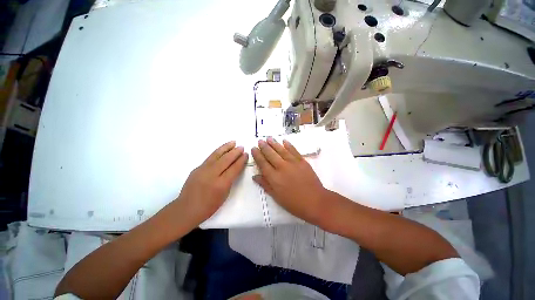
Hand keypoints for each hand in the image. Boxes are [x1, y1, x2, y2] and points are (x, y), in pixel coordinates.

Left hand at [177, 141, 247, 225]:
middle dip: (235, 152)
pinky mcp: (197, 168)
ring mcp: (203, 170)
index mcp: (221, 184)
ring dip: (226, 148)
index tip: (246, 154)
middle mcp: (212, 174)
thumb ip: (230, 180)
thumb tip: (235, 168)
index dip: (241, 160)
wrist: (187, 209)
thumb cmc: (209, 206)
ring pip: (217, 155)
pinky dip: (218, 152)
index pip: (234, 168)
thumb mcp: (225, 195)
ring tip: (233, 142)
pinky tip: (222, 150)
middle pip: (226, 159)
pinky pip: (210, 158)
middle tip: (242, 147)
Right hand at [251, 137, 327, 224]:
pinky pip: (294, 151)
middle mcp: (282, 167)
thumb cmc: (294, 203)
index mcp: (274, 177)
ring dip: (274, 143)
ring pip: (281, 150)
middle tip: (260, 141)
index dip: (257, 155)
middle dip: (264, 147)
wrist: (315, 201)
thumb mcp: (276, 197)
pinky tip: (284, 141)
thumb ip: (265, 185)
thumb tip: (255, 176)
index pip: (263, 163)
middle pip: (271, 154)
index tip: (253, 149)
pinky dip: (289, 145)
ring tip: (269, 138)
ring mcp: (293, 163)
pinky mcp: (302, 161)